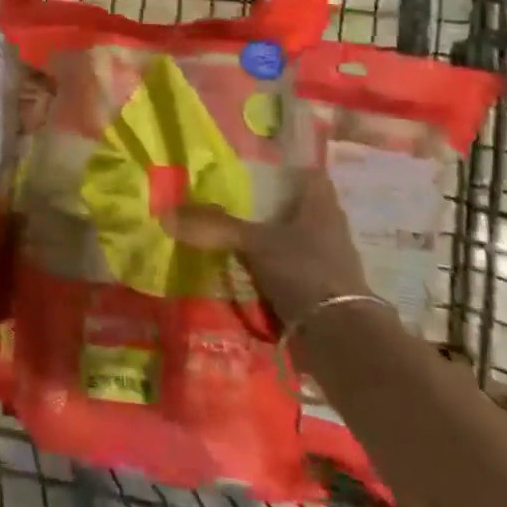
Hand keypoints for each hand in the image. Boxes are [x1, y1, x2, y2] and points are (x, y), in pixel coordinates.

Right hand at [162, 167, 371, 329]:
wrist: (340, 337)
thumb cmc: (304, 270)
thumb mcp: (254, 242)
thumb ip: (215, 227)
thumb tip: (166, 215)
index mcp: (322, 207)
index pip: (310, 176)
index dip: (288, 169)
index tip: (258, 169)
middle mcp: (329, 230)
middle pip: (299, 210)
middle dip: (271, 209)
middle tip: (233, 204)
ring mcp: (328, 265)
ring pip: (294, 244)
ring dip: (270, 244)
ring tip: (232, 241)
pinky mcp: (321, 295)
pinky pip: (291, 276)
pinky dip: (271, 276)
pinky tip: (246, 277)